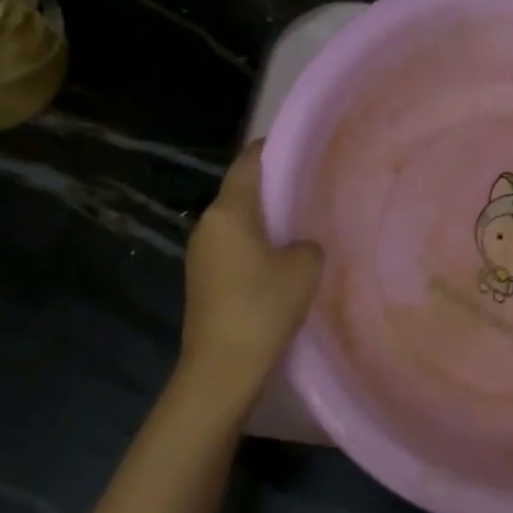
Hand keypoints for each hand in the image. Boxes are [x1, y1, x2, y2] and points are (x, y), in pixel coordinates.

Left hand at [176, 142, 322, 396]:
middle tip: (311, 186)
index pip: (248, 162)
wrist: (222, 368)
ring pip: (239, 223)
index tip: (300, 145)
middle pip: (242, 192)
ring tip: (303, 222)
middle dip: (274, 186)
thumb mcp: (304, 267)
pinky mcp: (203, 280)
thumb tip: (299, 245)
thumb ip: (308, 244)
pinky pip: (234, 248)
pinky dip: (257, 245)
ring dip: (266, 220)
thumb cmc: (263, 306)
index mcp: (228, 212)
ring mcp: (201, 255)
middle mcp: (208, 225)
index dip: (272, 148)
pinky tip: (283, 259)